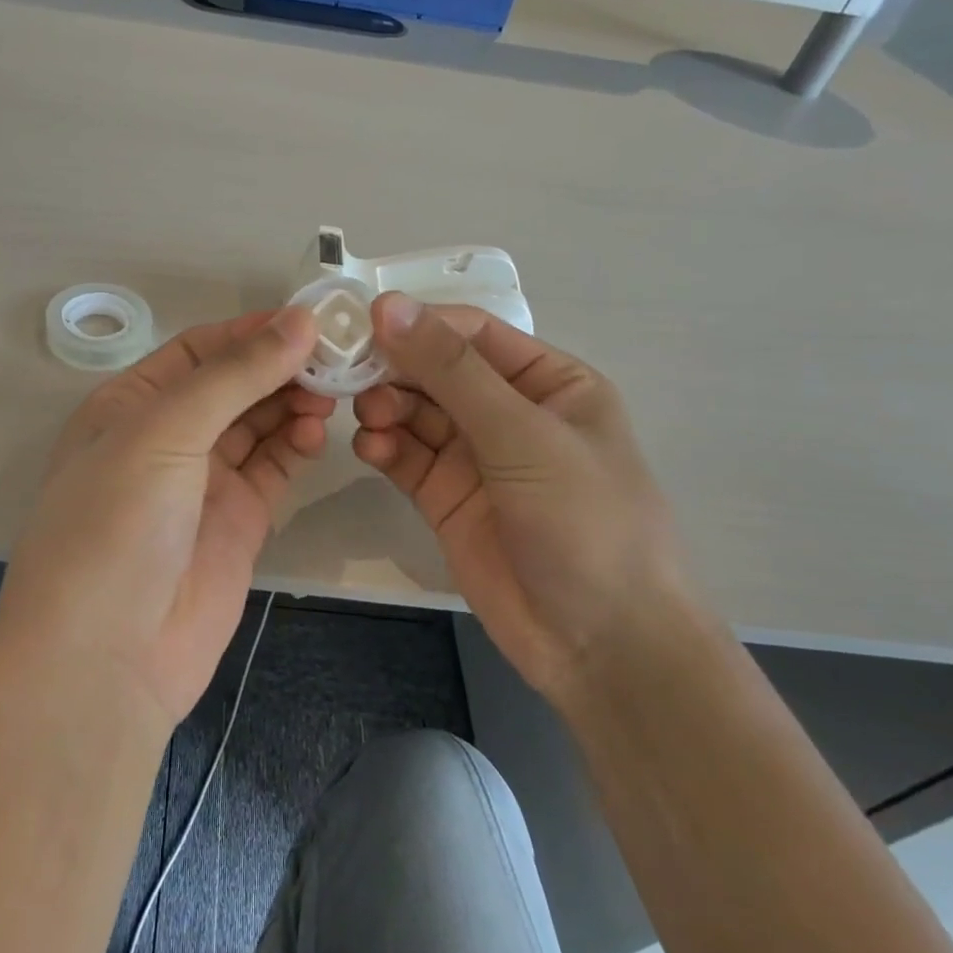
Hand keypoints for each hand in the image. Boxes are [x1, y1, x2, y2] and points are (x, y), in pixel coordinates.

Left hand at [0, 308, 332, 727]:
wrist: (106, 657)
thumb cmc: (116, 523)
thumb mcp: (164, 431)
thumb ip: (235, 375)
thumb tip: (300, 320)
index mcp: (130, 404)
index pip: (198, 350)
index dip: (250, 332)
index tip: (309, 319)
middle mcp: (167, 437)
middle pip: (233, 384)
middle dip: (279, 366)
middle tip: (335, 357)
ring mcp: (204, 481)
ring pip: (258, 424)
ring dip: (293, 402)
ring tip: (331, 392)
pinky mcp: (239, 520)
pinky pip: (274, 467)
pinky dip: (297, 445)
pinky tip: (317, 432)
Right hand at [353, 293, 688, 698]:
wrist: (603, 647)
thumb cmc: (585, 522)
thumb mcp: (522, 436)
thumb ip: (452, 371)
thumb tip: (388, 305)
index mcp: (548, 381)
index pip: (472, 334)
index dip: (419, 324)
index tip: (363, 324)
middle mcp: (508, 411)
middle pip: (435, 371)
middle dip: (395, 370)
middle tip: (350, 375)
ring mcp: (474, 457)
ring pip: (414, 412)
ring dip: (385, 408)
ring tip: (368, 418)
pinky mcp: (446, 497)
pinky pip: (405, 457)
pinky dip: (383, 447)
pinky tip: (370, 450)